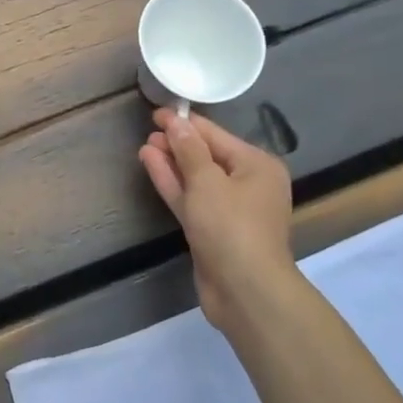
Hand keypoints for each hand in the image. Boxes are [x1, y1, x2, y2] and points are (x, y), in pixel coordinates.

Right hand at [139, 109, 293, 329]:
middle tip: (149, 129)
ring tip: (145, 145)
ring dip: (172, 163)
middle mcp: (248, 184)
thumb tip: (176, 123)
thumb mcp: (207, 181)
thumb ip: (188, 149)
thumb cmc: (231, 226)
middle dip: (178, 143)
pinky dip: (173, 184)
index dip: (186, 122)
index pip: (216, 135)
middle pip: (207, 156)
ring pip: (196, 179)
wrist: (245, 291)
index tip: (158, 112)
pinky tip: (151, 165)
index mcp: (257, 165)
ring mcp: (230, 210)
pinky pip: (191, 199)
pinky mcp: (212, 230)